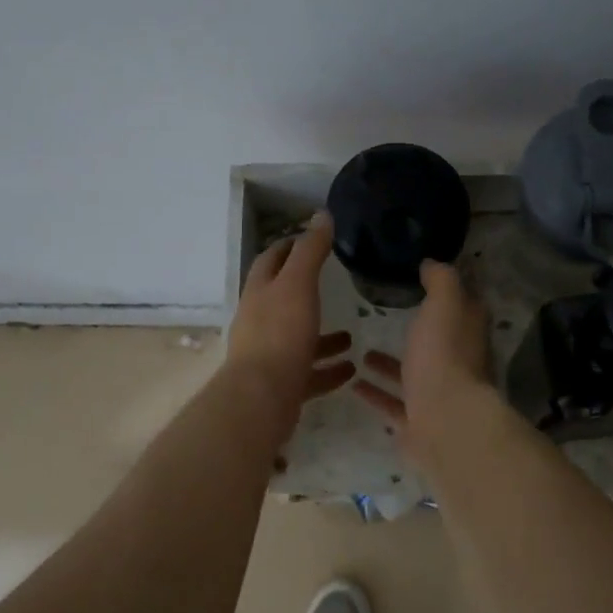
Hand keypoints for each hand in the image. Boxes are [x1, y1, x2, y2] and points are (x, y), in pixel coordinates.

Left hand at [225, 212, 354, 439]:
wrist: (262, 397)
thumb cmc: (280, 334)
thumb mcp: (298, 284)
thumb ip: (310, 251)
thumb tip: (321, 215)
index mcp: (260, 294)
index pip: (270, 261)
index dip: (287, 246)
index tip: (308, 238)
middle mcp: (260, 323)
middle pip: (282, 301)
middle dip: (306, 292)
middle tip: (334, 285)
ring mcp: (270, 356)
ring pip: (299, 341)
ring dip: (323, 337)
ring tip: (352, 335)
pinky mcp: (283, 386)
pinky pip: (310, 374)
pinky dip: (329, 370)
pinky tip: (351, 368)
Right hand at [352, 260, 492, 461]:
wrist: (444, 423)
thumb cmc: (444, 357)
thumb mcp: (444, 304)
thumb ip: (440, 281)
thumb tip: (432, 263)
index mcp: (467, 334)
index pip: (463, 306)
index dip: (446, 292)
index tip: (421, 279)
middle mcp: (457, 364)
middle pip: (437, 343)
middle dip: (416, 332)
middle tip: (384, 317)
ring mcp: (437, 396)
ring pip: (412, 376)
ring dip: (389, 365)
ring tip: (360, 351)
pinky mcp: (417, 423)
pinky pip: (393, 404)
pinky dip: (375, 393)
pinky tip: (353, 383)